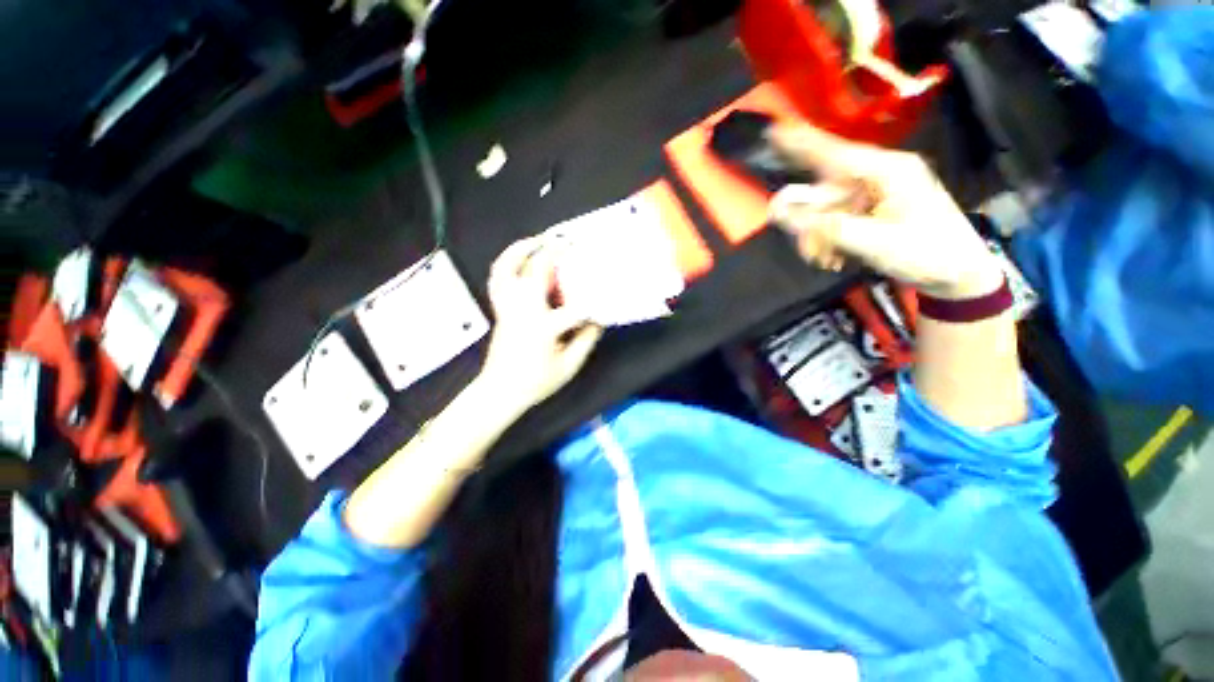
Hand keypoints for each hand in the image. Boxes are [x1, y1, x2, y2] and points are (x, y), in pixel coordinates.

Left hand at [480, 236, 602, 415]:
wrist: (500, 391)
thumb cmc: (536, 382)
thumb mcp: (569, 366)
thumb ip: (586, 340)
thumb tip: (598, 319)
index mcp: (542, 328)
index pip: (573, 308)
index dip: (591, 304)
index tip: (602, 302)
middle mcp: (523, 311)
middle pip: (537, 272)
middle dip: (555, 252)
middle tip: (569, 242)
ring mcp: (507, 307)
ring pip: (508, 268)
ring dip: (522, 249)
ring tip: (539, 239)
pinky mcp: (500, 309)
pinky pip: (497, 279)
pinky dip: (506, 263)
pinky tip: (520, 257)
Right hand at [767, 123, 1002, 299]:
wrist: (959, 273)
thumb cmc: (927, 253)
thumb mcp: (876, 243)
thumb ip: (827, 228)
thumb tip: (782, 214)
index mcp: (889, 171)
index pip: (836, 153)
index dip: (803, 143)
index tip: (773, 132)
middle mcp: (879, 175)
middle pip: (826, 189)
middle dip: (811, 222)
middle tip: (808, 250)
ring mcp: (875, 192)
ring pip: (827, 209)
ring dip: (819, 236)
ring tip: (826, 260)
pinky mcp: (872, 208)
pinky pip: (836, 219)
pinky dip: (828, 239)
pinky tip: (834, 257)